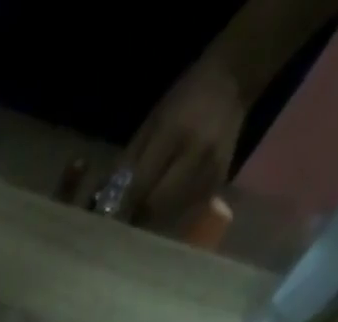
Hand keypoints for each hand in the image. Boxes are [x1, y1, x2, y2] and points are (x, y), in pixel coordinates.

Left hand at [85, 56, 243, 229]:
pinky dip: (170, 217)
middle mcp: (196, 156)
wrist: (232, 82)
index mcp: (175, 134)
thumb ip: (130, 161)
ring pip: (171, 214)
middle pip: (156, 205)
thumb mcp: (152, 122)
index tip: (109, 217)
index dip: (123, 204)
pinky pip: (187, 212)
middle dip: (136, 217)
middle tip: (124, 222)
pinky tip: (161, 214)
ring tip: (140, 220)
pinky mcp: (219, 184)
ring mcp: (211, 172)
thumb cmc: (185, 99)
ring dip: (152, 222)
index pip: (141, 184)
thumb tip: (106, 198)